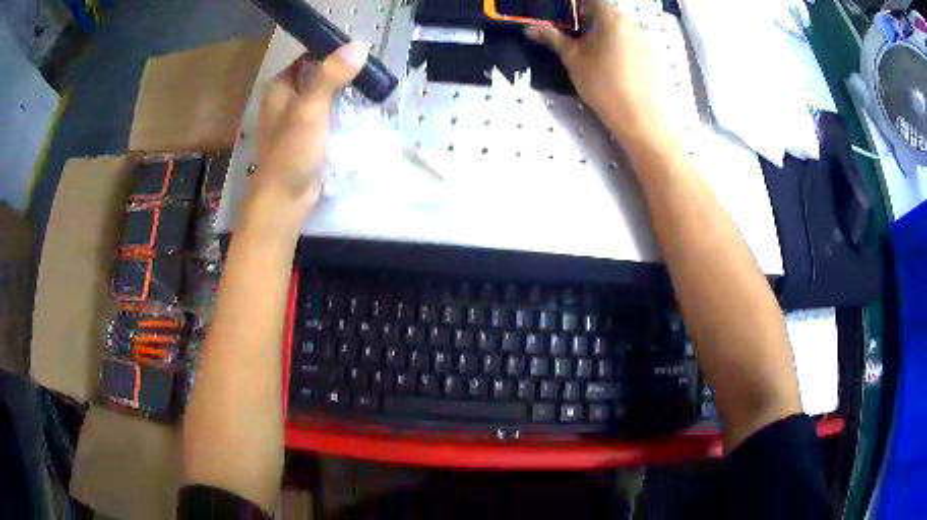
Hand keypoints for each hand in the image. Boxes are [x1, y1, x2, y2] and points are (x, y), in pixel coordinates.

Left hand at [252, 42, 369, 215]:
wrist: (284, 199)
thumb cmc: (291, 152)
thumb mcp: (310, 109)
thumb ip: (331, 76)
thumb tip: (359, 45)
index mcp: (280, 87)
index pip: (309, 58)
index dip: (333, 53)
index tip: (361, 55)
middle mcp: (285, 99)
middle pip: (318, 76)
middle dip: (343, 75)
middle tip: (371, 75)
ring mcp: (296, 119)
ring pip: (325, 96)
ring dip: (345, 94)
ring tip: (371, 91)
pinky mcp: (307, 137)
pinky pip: (327, 116)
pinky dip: (342, 113)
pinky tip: (360, 113)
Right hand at [526, 0, 663, 141]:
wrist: (636, 114)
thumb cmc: (601, 81)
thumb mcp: (571, 57)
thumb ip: (551, 37)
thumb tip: (529, 29)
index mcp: (611, 15)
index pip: (589, 0)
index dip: (573, 5)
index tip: (562, 15)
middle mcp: (630, 21)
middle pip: (604, 10)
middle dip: (585, 16)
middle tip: (569, 31)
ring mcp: (642, 37)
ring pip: (616, 24)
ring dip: (600, 29)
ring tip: (586, 46)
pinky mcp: (648, 53)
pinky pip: (627, 38)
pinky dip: (614, 40)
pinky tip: (606, 58)